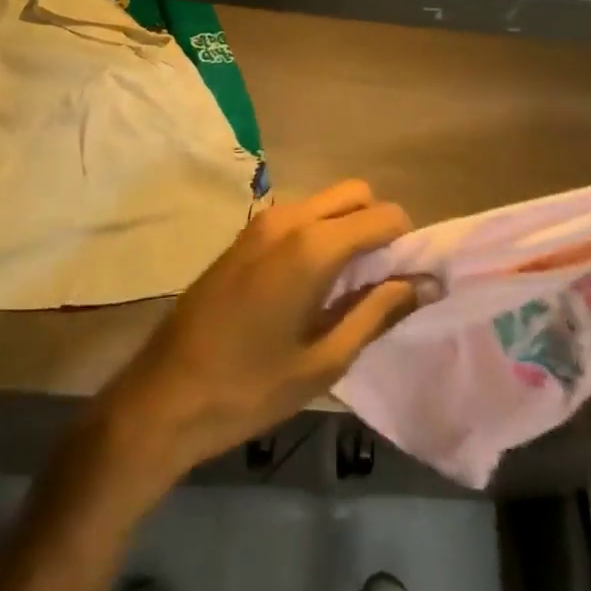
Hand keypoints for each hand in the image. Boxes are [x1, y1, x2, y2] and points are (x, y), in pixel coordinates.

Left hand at [98, 181, 420, 477]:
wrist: (162, 396)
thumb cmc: (249, 387)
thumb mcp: (324, 360)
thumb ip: (378, 312)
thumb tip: (428, 283)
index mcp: (313, 244)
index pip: (383, 215)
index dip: (406, 243)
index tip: (409, 280)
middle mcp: (289, 217)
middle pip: (355, 193)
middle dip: (378, 225)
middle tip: (380, 280)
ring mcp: (261, 222)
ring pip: (325, 201)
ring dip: (347, 227)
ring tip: (346, 287)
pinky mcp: (244, 235)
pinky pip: (298, 216)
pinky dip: (319, 232)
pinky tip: (310, 284)